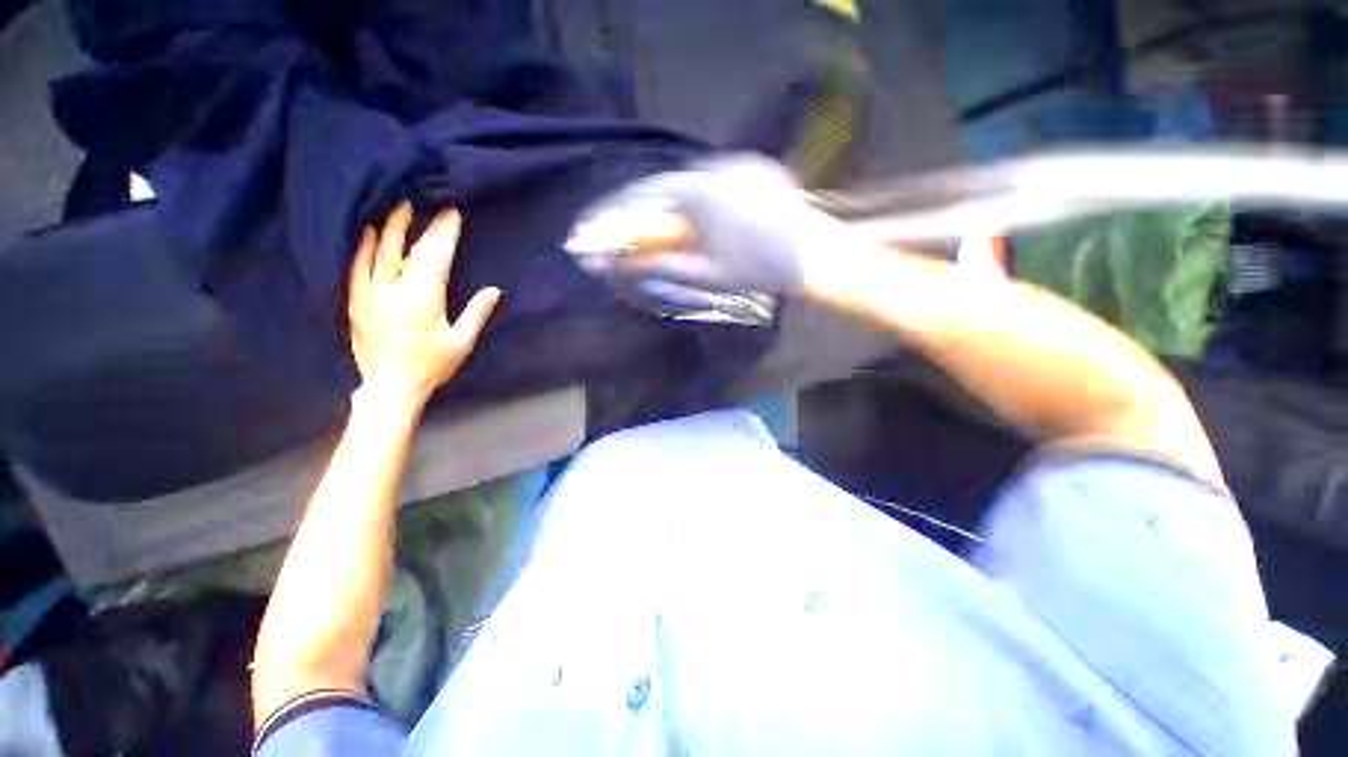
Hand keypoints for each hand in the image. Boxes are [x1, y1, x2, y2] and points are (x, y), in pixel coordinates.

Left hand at [348, 203, 501, 405]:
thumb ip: (476, 314)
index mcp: (422, 300)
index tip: (452, 215)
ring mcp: (370, 294)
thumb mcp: (462, 343)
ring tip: (397, 209)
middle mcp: (393, 291)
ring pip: (378, 253)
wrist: (390, 387)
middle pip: (406, 251)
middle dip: (419, 226)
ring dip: (390, 229)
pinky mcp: (356, 301)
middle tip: (425, 204)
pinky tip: (369, 234)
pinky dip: (364, 248)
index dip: (444, 235)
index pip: (435, 258)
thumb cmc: (432, 366)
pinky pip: (357, 267)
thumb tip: (494, 290)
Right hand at [574, 155, 854, 293]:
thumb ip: (660, 266)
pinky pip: (711, 181)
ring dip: (665, 206)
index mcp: (699, 193)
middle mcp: (714, 167)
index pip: (643, 198)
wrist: (813, 256)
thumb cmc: (758, 271)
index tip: (595, 230)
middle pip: (661, 188)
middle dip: (637, 212)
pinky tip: (690, 219)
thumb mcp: (705, 275)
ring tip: (650, 231)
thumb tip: (621, 264)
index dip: (616, 215)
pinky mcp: (754, 166)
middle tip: (617, 234)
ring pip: (686, 183)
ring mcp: (736, 162)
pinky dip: (693, 199)